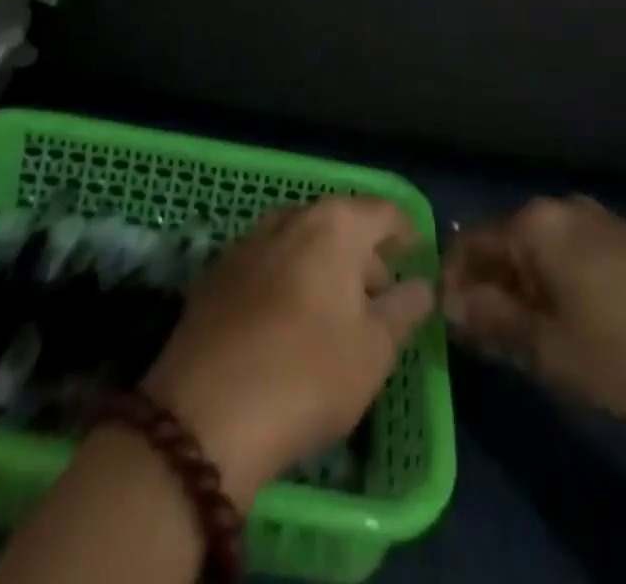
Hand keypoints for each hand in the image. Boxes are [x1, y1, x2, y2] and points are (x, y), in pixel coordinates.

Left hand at [141, 196, 434, 505]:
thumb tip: (422, 284)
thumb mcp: (375, 350)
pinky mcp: (216, 272)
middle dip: (364, 254)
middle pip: (340, 224)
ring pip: (300, 241)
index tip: (418, 258)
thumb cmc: (308, 374)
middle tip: (379, 296)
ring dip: (322, 266)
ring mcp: (248, 241)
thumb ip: (405, 308)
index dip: (407, 233)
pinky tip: (287, 322)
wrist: (204, 414)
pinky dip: (287, 279)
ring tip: (334, 311)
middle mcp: (292, 217)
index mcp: (335, 224)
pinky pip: (267, 263)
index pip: (384, 212)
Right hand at [443, 196, 625, 435]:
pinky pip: (573, 256)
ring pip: (540, 252)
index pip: (469, 245)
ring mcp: (600, 220)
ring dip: (526, 291)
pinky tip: (576, 326)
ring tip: (530, 341)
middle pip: (505, 245)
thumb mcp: (549, 349)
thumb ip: (491, 320)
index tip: (447, 329)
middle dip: (490, 290)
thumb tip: (448, 302)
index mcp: (535, 224)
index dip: (451, 285)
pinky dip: (559, 286)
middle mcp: (562, 208)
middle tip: (489, 344)